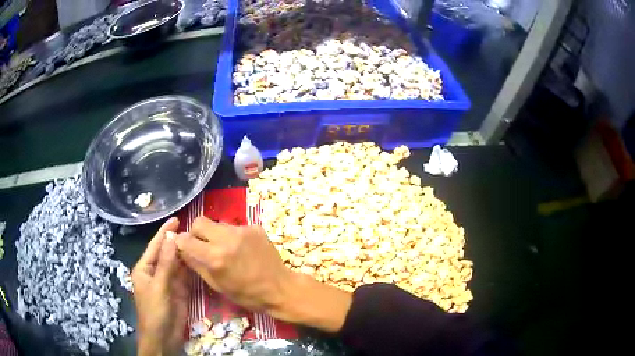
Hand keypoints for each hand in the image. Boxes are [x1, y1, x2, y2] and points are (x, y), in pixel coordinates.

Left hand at [132, 217, 189, 355]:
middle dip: (177, 241)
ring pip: (177, 264)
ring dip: (185, 253)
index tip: (176, 219)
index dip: (164, 232)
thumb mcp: (159, 286)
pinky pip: (185, 276)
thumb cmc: (155, 311)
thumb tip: (172, 238)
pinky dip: (190, 268)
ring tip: (198, 239)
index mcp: (145, 268)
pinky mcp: (179, 291)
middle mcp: (156, 272)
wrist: (163, 337)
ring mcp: (168, 282)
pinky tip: (198, 259)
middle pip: (166, 253)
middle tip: (192, 228)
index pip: (155, 246)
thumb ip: (166, 263)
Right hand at [175, 217, 290, 311]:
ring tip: (225, 249)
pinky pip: (234, 227)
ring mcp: (242, 230)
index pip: (186, 239)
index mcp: (214, 257)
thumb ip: (196, 264)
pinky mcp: (254, 227)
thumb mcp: (217, 285)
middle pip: (199, 222)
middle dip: (197, 233)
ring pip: (217, 223)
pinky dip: (232, 236)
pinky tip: (241, 249)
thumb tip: (182, 250)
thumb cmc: (246, 294)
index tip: (185, 247)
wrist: (280, 288)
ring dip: (215, 234)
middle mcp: (226, 239)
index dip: (182, 243)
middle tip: (203, 245)